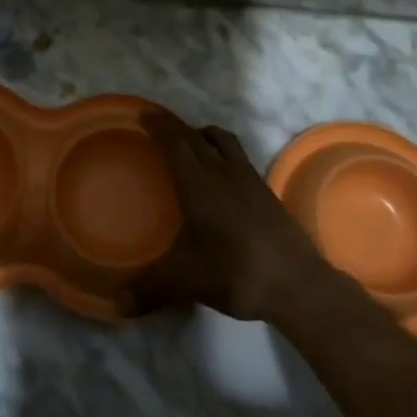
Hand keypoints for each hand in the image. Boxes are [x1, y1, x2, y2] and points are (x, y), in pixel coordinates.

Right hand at [132, 113, 347, 324]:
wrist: (297, 283)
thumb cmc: (235, 272)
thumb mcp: (186, 280)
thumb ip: (150, 287)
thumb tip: (119, 303)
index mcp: (199, 183)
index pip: (175, 142)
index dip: (159, 125)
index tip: (144, 113)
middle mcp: (223, 172)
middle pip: (197, 136)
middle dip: (176, 127)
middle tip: (159, 126)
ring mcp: (249, 180)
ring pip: (224, 141)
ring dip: (204, 135)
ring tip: (192, 143)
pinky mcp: (266, 192)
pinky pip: (239, 158)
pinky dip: (223, 154)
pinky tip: (221, 178)